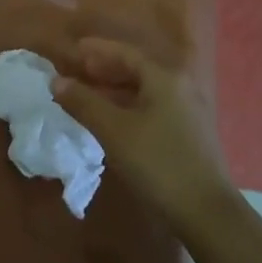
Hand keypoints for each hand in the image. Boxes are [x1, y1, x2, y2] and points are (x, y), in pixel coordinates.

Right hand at [52, 38, 235, 221]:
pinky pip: (149, 107)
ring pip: (142, 91)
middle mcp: (178, 87)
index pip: (125, 53)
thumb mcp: (114, 131)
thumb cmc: (157, 163)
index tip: (72, 49)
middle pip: (135, 69)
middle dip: (103, 69)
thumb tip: (56, 81)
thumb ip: (84, 102)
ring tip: (84, 95)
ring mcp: (184, 111)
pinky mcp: (185, 133)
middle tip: (74, 72)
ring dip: (112, 90)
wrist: (205, 213)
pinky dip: (125, 107)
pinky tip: (108, 120)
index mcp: (164, 78)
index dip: (96, 50)